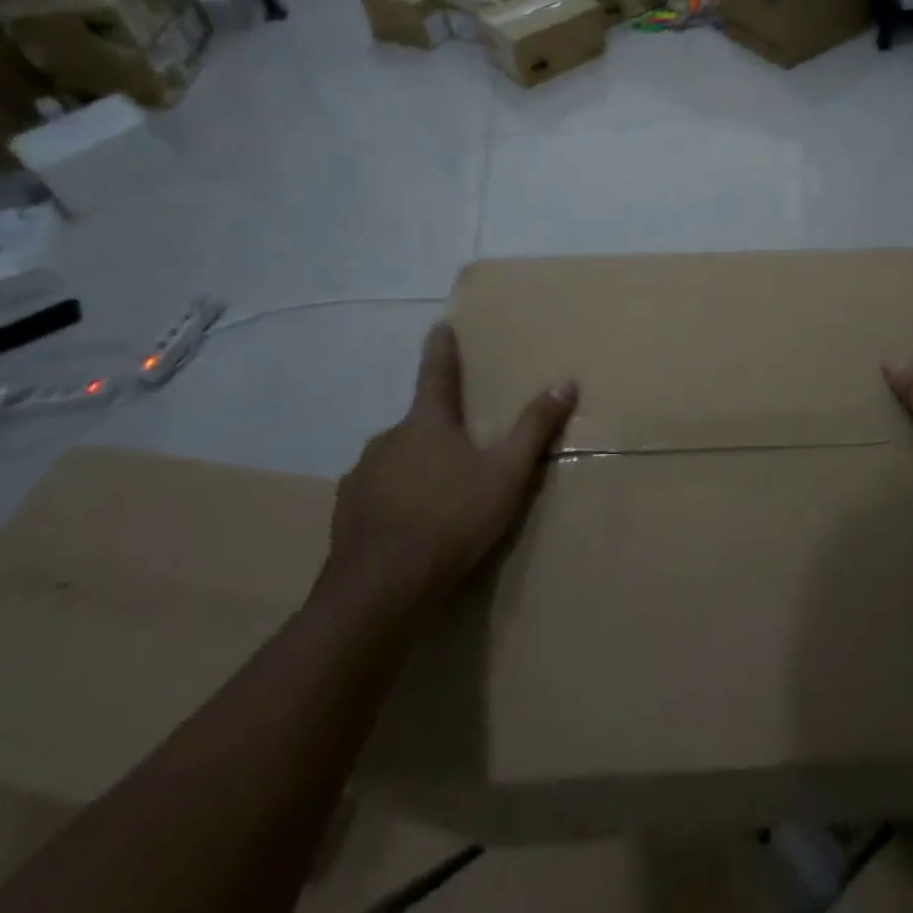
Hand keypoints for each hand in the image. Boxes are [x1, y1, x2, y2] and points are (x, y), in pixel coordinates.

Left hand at [320, 322, 575, 620]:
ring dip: (417, 466)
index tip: (439, 325)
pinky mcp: (347, 510)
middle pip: (419, 423)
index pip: (436, 373)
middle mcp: (388, 438)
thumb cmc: (451, 519)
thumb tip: (565, 383)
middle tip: (462, 448)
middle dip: (440, 430)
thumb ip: (534, 429)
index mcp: (427, 423)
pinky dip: (396, 497)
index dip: (441, 349)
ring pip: (397, 459)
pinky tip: (410, 523)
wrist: (380, 587)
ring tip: (440, 494)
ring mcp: (362, 474)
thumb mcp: (506, 474)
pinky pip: (378, 491)